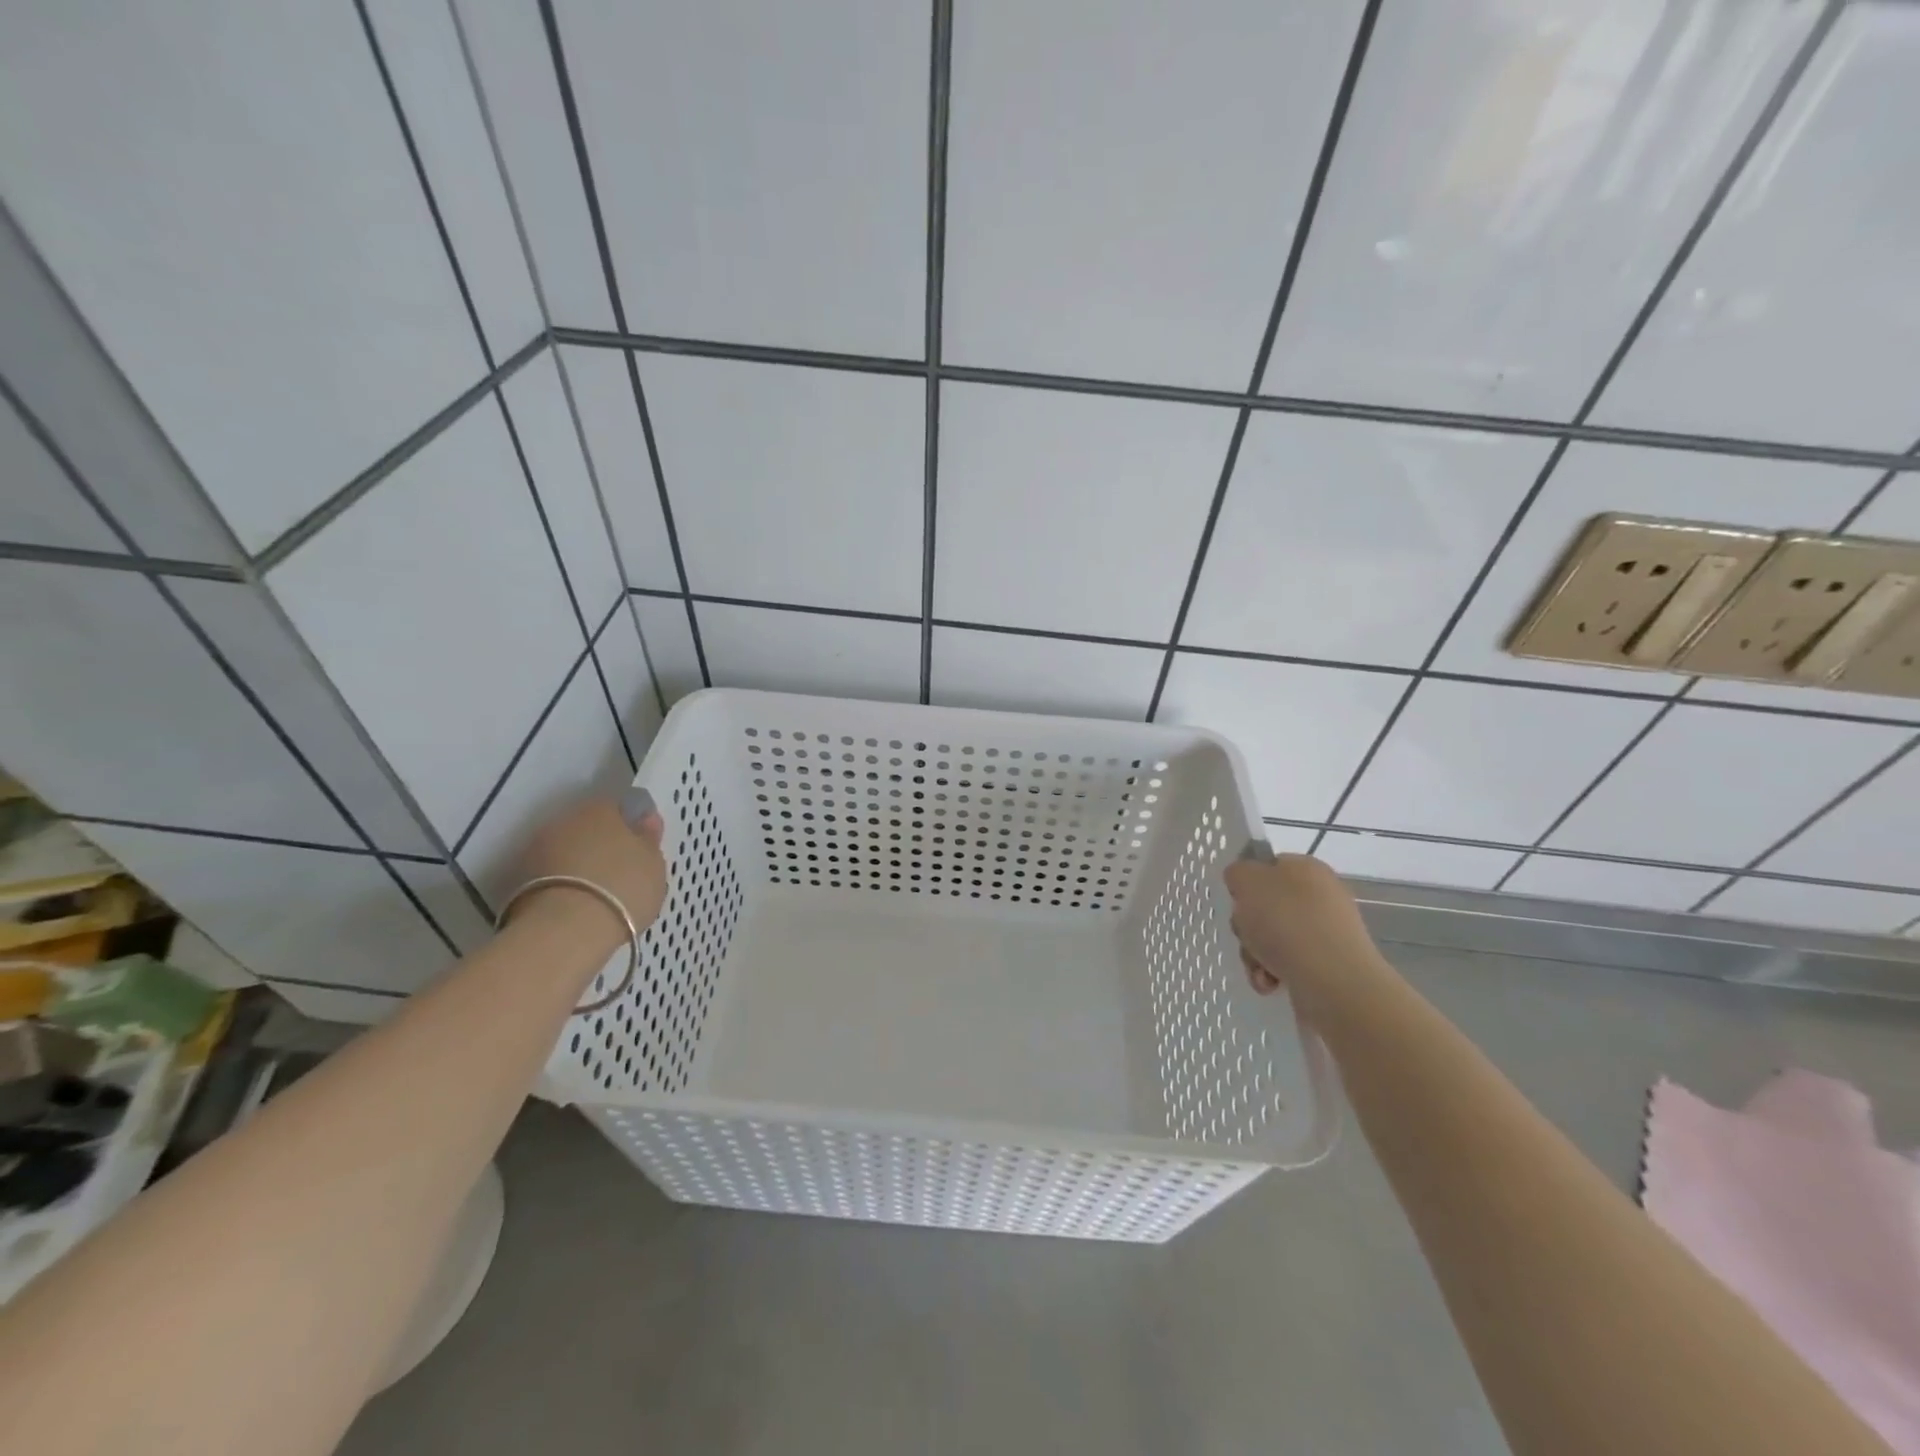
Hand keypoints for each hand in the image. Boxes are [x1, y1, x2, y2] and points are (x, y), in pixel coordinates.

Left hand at [508, 790, 667, 950]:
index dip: (633, 825)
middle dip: (603, 843)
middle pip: (590, 826)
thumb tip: (646, 821)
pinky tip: (579, 903)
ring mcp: (538, 847)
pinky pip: (553, 873)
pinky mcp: (520, 879)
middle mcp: (566, 819)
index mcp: (601, 807)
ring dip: (581, 862)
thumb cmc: (622, 887)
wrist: (565, 930)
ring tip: (599, 892)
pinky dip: (565, 882)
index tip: (644, 847)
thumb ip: (649, 839)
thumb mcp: (653, 864)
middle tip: (622, 870)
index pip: (621, 806)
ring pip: (569, 849)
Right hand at [1223, 852, 1384, 1013]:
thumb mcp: (1248, 881)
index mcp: (1306, 867)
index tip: (1238, 902)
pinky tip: (1272, 983)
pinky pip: (1288, 962)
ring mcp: (1326, 931)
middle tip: (1247, 936)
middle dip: (1248, 925)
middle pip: (1266, 905)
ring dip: (1255, 953)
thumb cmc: (1286, 922)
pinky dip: (1273, 972)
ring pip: (1273, 937)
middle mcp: (1320, 895)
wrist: (1333, 979)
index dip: (1246, 884)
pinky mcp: (1328, 963)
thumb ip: (1238, 872)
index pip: (1268, 867)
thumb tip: (1244, 882)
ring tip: (1260, 968)